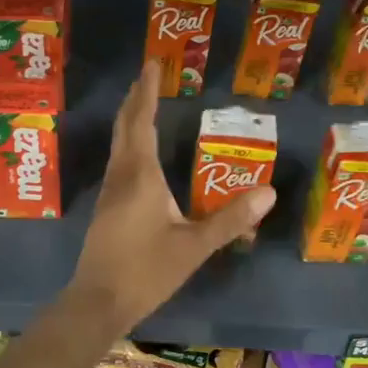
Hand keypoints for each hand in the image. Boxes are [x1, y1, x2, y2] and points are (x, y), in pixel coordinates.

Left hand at [67, 63, 275, 332]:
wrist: (98, 302)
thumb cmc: (146, 271)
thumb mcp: (194, 246)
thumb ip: (230, 219)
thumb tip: (269, 193)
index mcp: (140, 176)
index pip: (141, 121)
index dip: (147, 92)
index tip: (152, 65)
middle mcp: (120, 176)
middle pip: (124, 127)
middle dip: (135, 99)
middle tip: (148, 76)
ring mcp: (109, 192)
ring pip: (118, 144)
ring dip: (130, 120)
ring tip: (144, 105)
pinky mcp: (106, 208)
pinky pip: (119, 162)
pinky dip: (129, 143)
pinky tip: (139, 155)